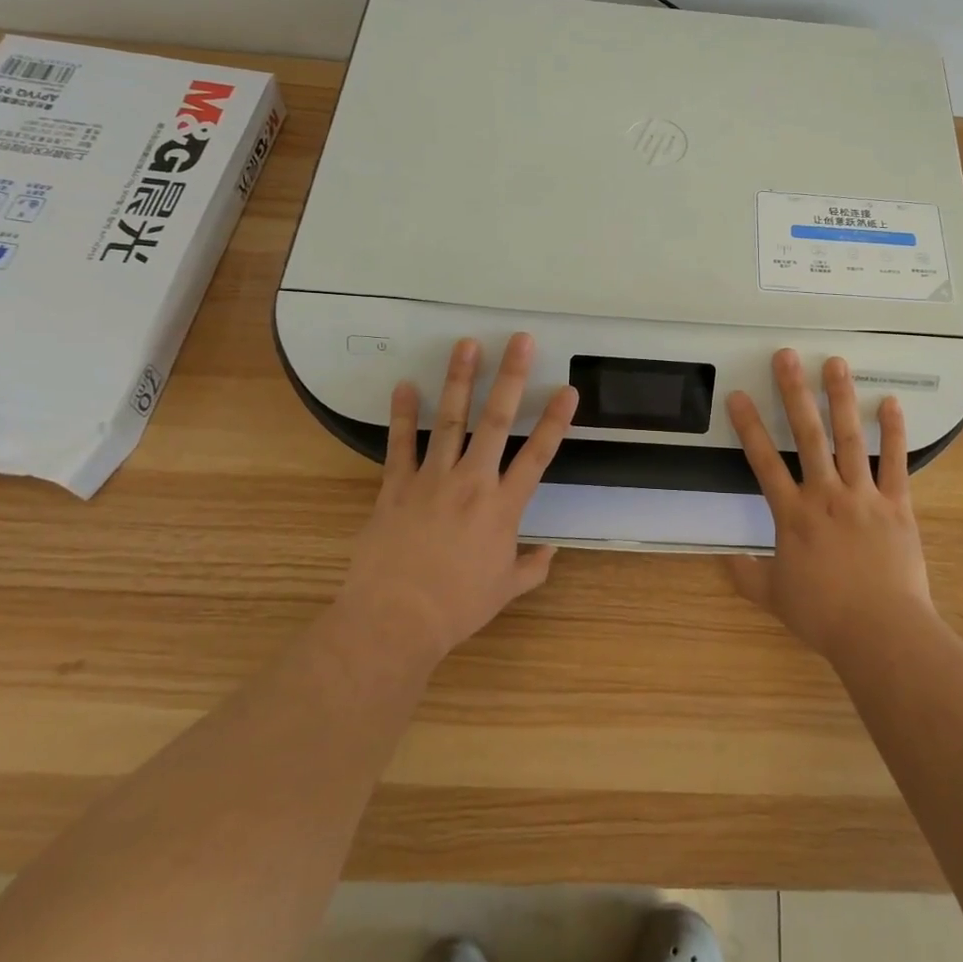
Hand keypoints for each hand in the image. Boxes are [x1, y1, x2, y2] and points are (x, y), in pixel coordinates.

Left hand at [337, 333, 577, 669]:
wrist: (394, 621)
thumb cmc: (456, 607)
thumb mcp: (504, 591)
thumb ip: (532, 568)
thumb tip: (551, 552)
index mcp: (503, 507)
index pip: (538, 455)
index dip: (555, 420)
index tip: (568, 389)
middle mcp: (472, 482)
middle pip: (496, 421)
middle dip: (510, 377)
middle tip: (519, 340)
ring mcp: (432, 480)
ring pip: (450, 420)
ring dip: (459, 380)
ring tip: (466, 344)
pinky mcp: (396, 487)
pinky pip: (400, 445)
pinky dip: (402, 414)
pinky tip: (404, 385)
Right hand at [724, 349, 934, 661]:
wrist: (881, 632)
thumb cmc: (824, 615)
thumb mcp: (775, 597)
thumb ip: (747, 575)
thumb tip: (723, 560)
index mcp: (793, 515)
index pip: (764, 462)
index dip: (749, 427)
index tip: (739, 395)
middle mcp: (825, 495)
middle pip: (807, 435)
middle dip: (794, 392)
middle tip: (787, 356)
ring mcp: (863, 496)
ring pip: (849, 438)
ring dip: (841, 398)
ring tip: (835, 363)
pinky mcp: (897, 505)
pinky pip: (896, 462)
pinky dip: (893, 431)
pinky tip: (890, 402)